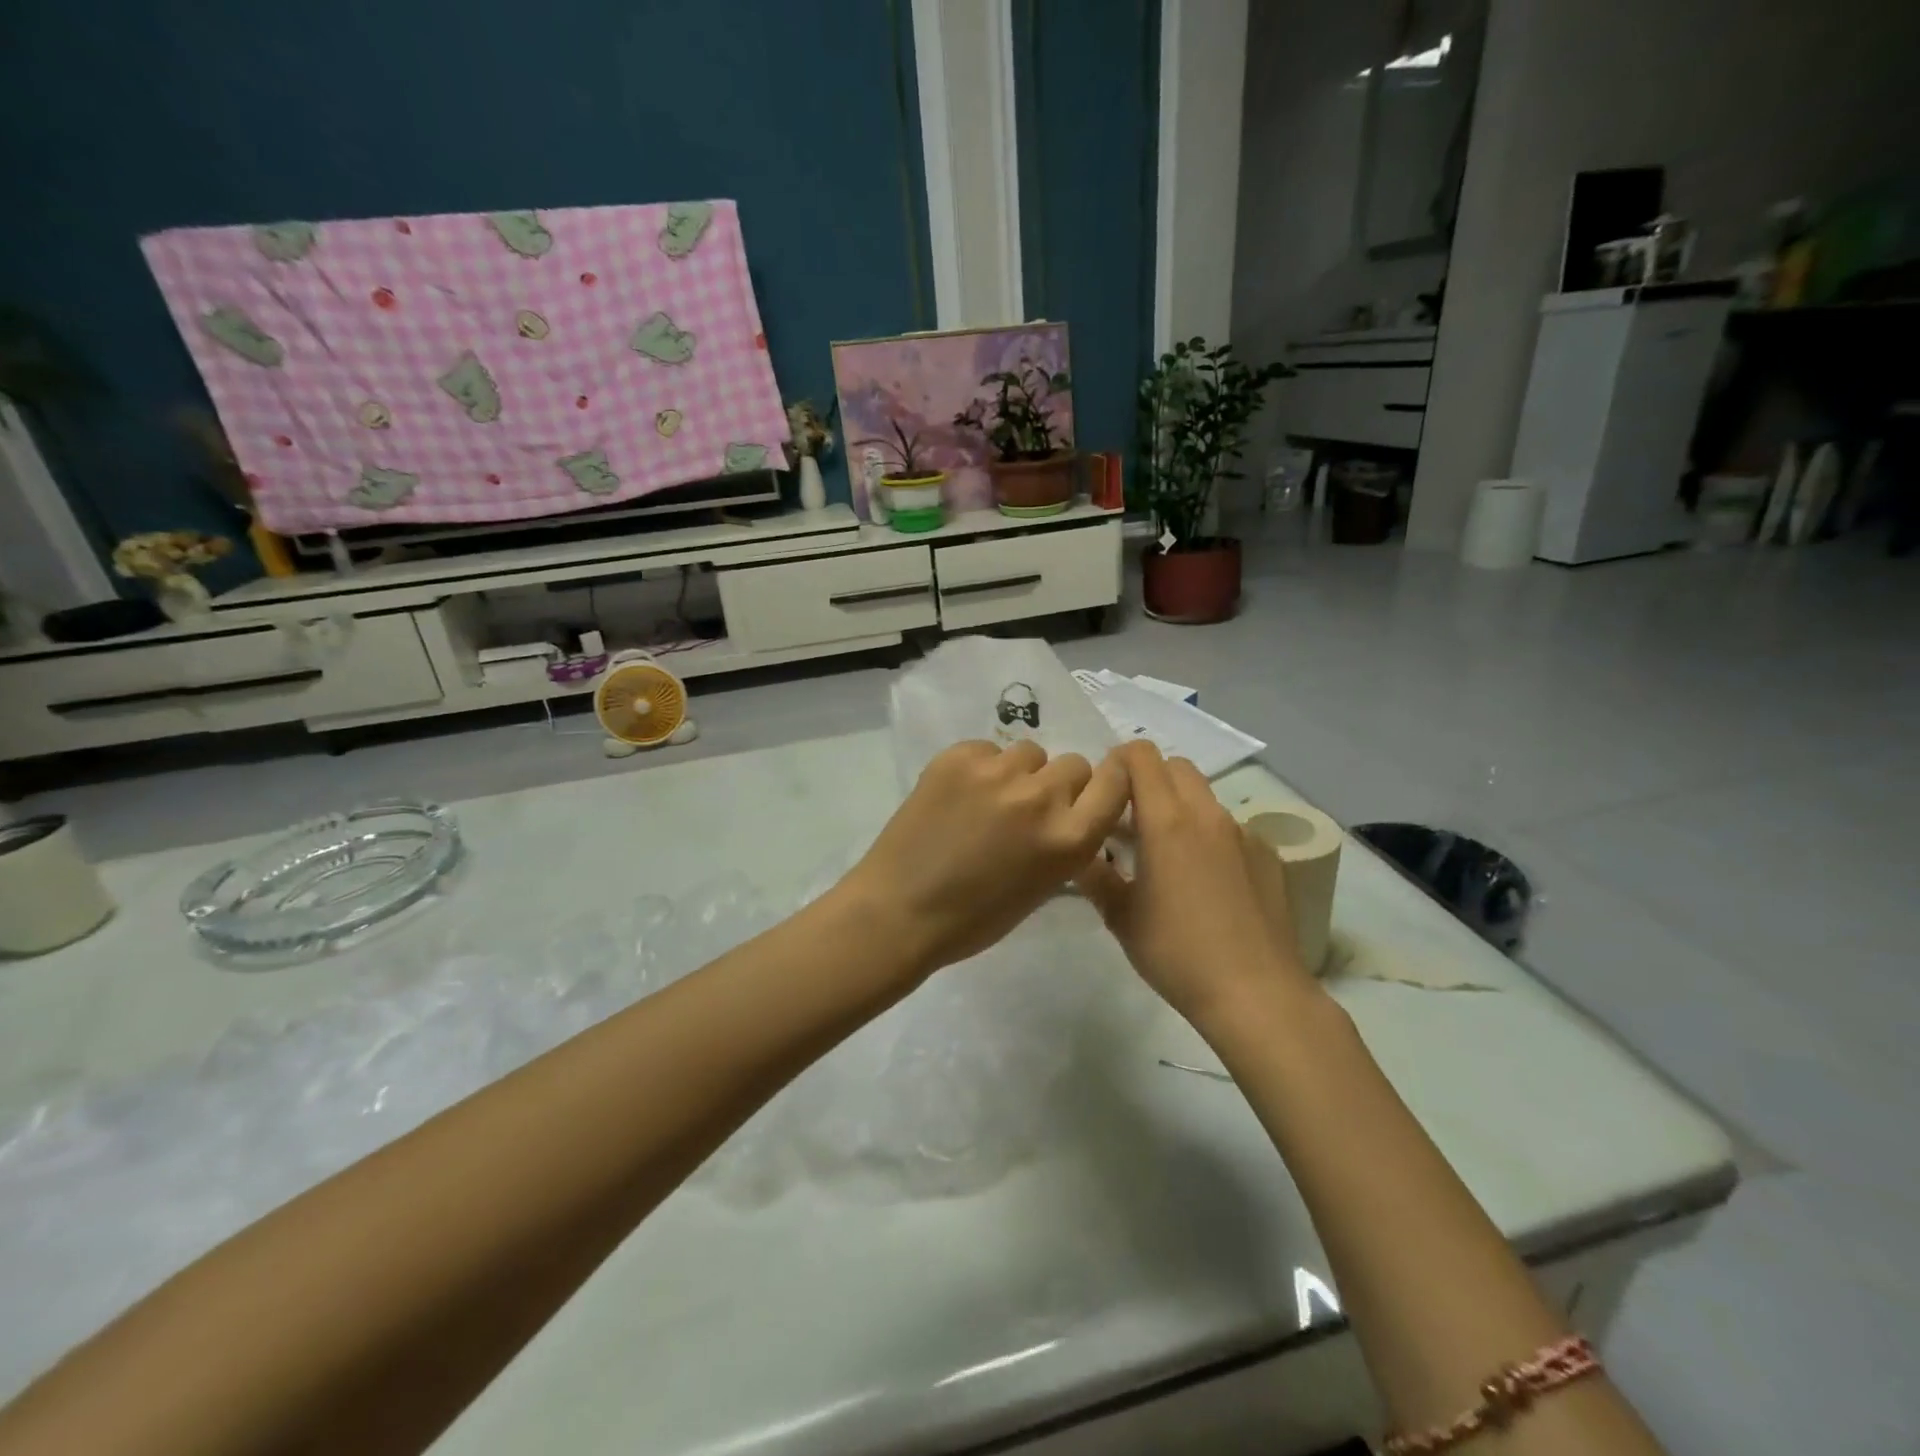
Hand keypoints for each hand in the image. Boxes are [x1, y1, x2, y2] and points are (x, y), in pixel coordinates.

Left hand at [839, 739, 1129, 976]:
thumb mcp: (1042, 888)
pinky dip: (980, 768)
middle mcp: (1041, 797)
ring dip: (1019, 773)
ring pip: (1029, 752)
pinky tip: (957, 796)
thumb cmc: (974, 918)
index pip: (1115, 782)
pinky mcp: (957, 757)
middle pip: (1073, 764)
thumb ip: (1066, 843)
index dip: (1110, 779)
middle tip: (1028, 809)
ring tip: (988, 801)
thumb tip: (1071, 813)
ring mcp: (997, 772)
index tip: (1095, 786)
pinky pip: (987, 749)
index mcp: (1070, 839)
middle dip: (1058, 784)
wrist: (900, 911)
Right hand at [1075, 742, 1315, 1026]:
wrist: (1256, 993)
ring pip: (1204, 796)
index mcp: (1167, 821)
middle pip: (1176, 766)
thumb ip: (1094, 875)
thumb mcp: (1120, 917)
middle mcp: (1208, 814)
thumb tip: (1078, 852)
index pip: (1141, 755)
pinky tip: (1207, 881)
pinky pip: (1230, 827)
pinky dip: (1209, 836)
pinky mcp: (1268, 855)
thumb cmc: (1177, 953)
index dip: (1118, 762)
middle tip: (1132, 820)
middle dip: (1149, 779)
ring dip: (1180, 807)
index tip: (1106, 793)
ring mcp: (1243, 833)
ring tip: (1167, 854)